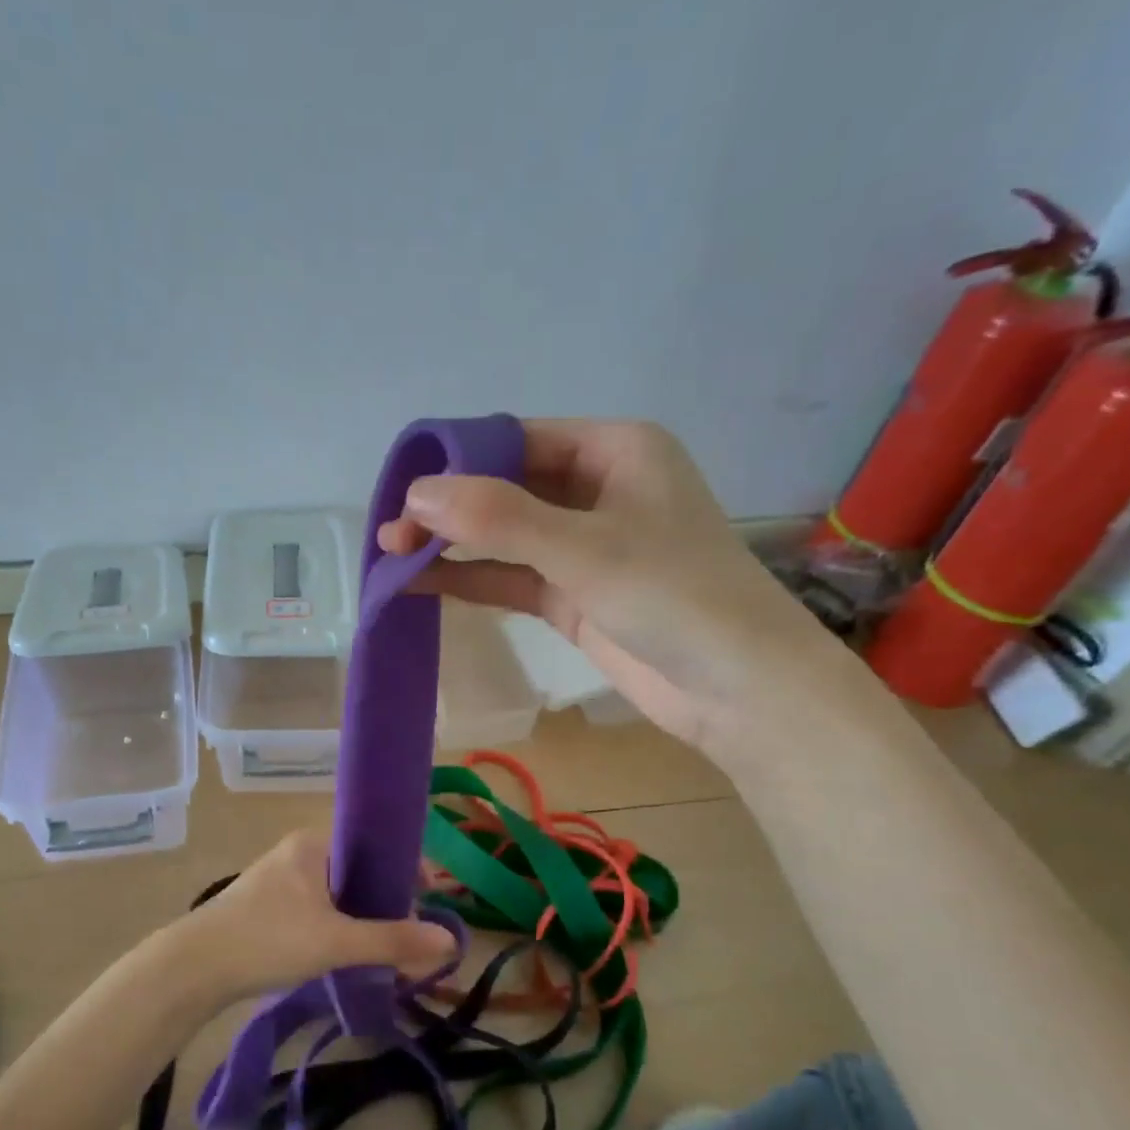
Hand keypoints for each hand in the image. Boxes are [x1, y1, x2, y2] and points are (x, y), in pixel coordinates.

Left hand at [161, 830, 458, 1003]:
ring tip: (385, 946)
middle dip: (386, 897)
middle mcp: (296, 852)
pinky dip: (338, 925)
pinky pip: (316, 907)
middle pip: (357, 868)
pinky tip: (347, 952)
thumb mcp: (336, 941)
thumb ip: (392, 940)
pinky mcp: (265, 906)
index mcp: (313, 843)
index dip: (404, 867)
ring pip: (336, 891)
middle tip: (410, 930)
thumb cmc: (268, 940)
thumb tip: (451, 940)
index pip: (373, 843)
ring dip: (362, 915)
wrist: (193, 968)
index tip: (429, 896)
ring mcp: (278, 879)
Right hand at [378, 418, 850, 755]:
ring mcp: (583, 547)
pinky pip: (511, 577)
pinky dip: (471, 579)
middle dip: (449, 508)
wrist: (739, 691)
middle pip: (506, 486)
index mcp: (614, 449)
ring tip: (390, 556)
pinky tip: (423, 583)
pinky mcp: (573, 595)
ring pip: (504, 535)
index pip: (520, 437)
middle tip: (390, 532)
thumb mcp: (584, 548)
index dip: (458, 458)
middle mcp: (597, 489)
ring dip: (453, 545)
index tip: (404, 488)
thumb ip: (499, 519)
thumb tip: (416, 496)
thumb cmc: (676, 596)